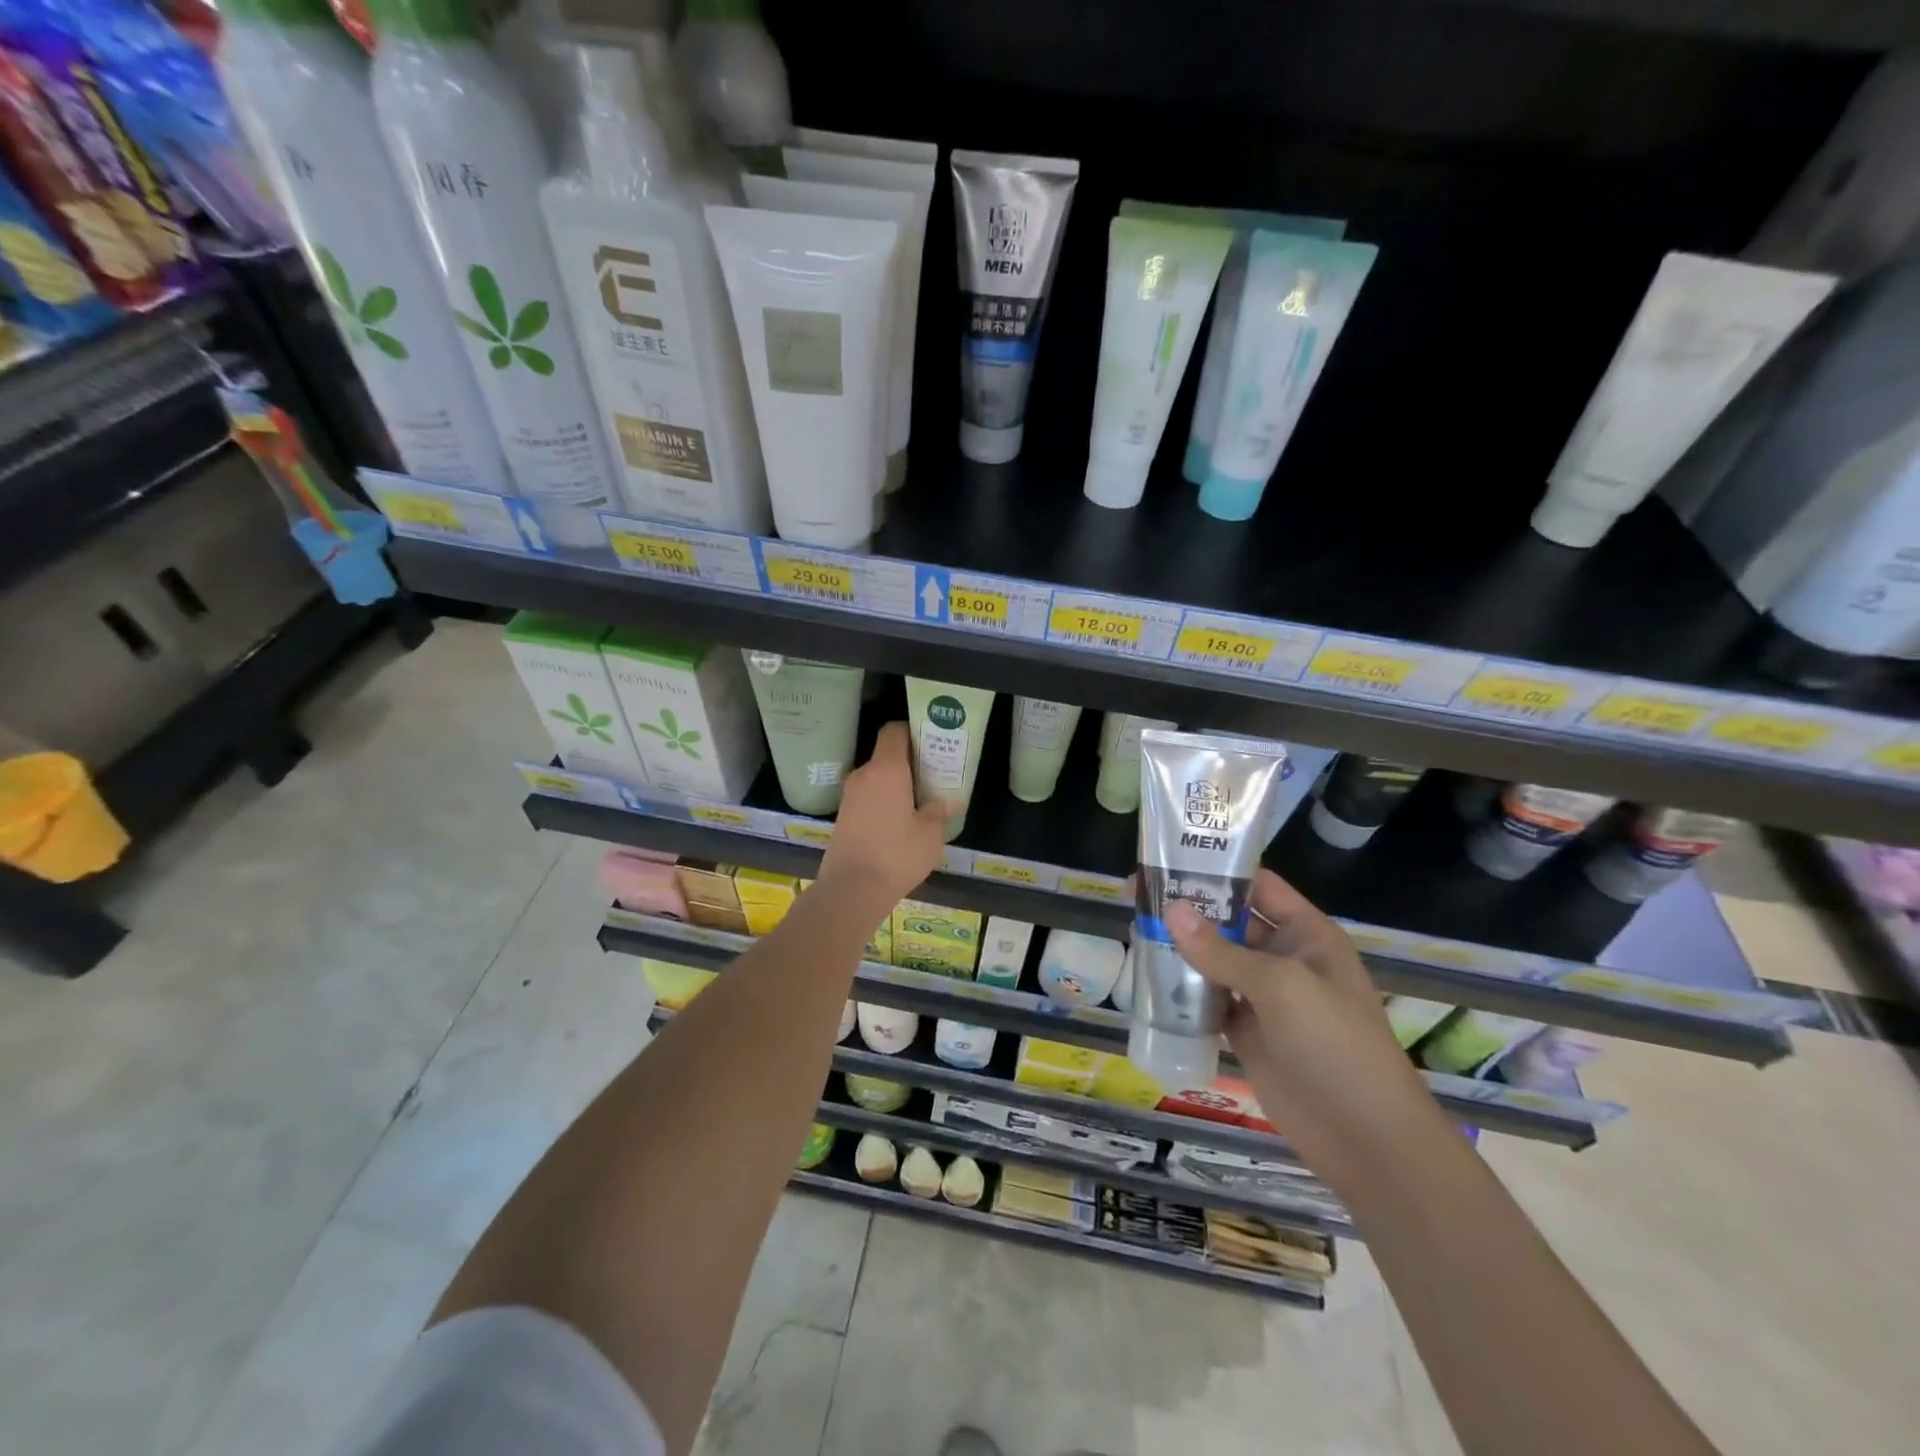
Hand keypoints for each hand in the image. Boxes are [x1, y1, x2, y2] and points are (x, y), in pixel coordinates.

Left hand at [818, 722, 950, 907]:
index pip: (893, 731)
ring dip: (895, 782)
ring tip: (919, 798)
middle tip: (933, 772)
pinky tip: (899, 819)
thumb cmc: (896, 855)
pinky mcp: (843, 815)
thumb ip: (940, 811)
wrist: (851, 890)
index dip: (911, 730)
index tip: (930, 741)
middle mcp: (864, 775)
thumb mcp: (929, 835)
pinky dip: (882, 798)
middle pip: (886, 754)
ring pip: (876, 777)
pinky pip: (867, 795)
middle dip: (908, 760)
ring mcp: (849, 796)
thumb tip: (952, 800)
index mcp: (886, 770)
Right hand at [1165, 871, 1444, 1190]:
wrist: (1366, 1139)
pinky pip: (1206, 999)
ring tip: (1132, 928)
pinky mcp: (1245, 1031)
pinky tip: (1147, 977)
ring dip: (1179, 947)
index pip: (1258, 885)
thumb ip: (1222, 950)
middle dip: (1187, 907)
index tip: (1167, 858)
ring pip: (1213, 959)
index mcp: (1306, 933)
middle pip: (1228, 921)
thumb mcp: (1281, 986)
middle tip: (1134, 894)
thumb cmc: (1335, 1045)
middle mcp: (1283, 957)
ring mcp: (1263, 996)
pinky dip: (1180, 989)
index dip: (1217, 870)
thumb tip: (1169, 909)